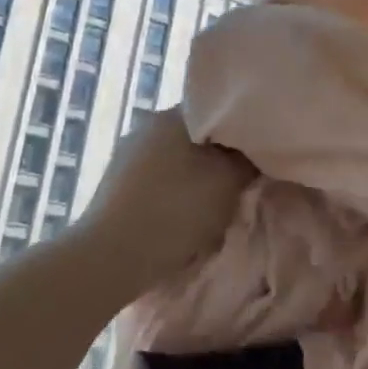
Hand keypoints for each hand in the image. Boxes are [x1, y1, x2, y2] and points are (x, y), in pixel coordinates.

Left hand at [74, 107, 255, 292]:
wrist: (112, 257)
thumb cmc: (176, 210)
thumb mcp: (229, 182)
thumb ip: (248, 160)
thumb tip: (253, 152)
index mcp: (172, 116)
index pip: (217, 111)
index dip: (241, 133)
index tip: (256, 156)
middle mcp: (145, 126)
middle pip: (196, 137)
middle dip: (217, 158)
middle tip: (238, 183)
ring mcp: (125, 156)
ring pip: (175, 161)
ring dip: (194, 179)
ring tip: (211, 205)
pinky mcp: (115, 186)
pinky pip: (156, 182)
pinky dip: (172, 195)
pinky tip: (180, 218)